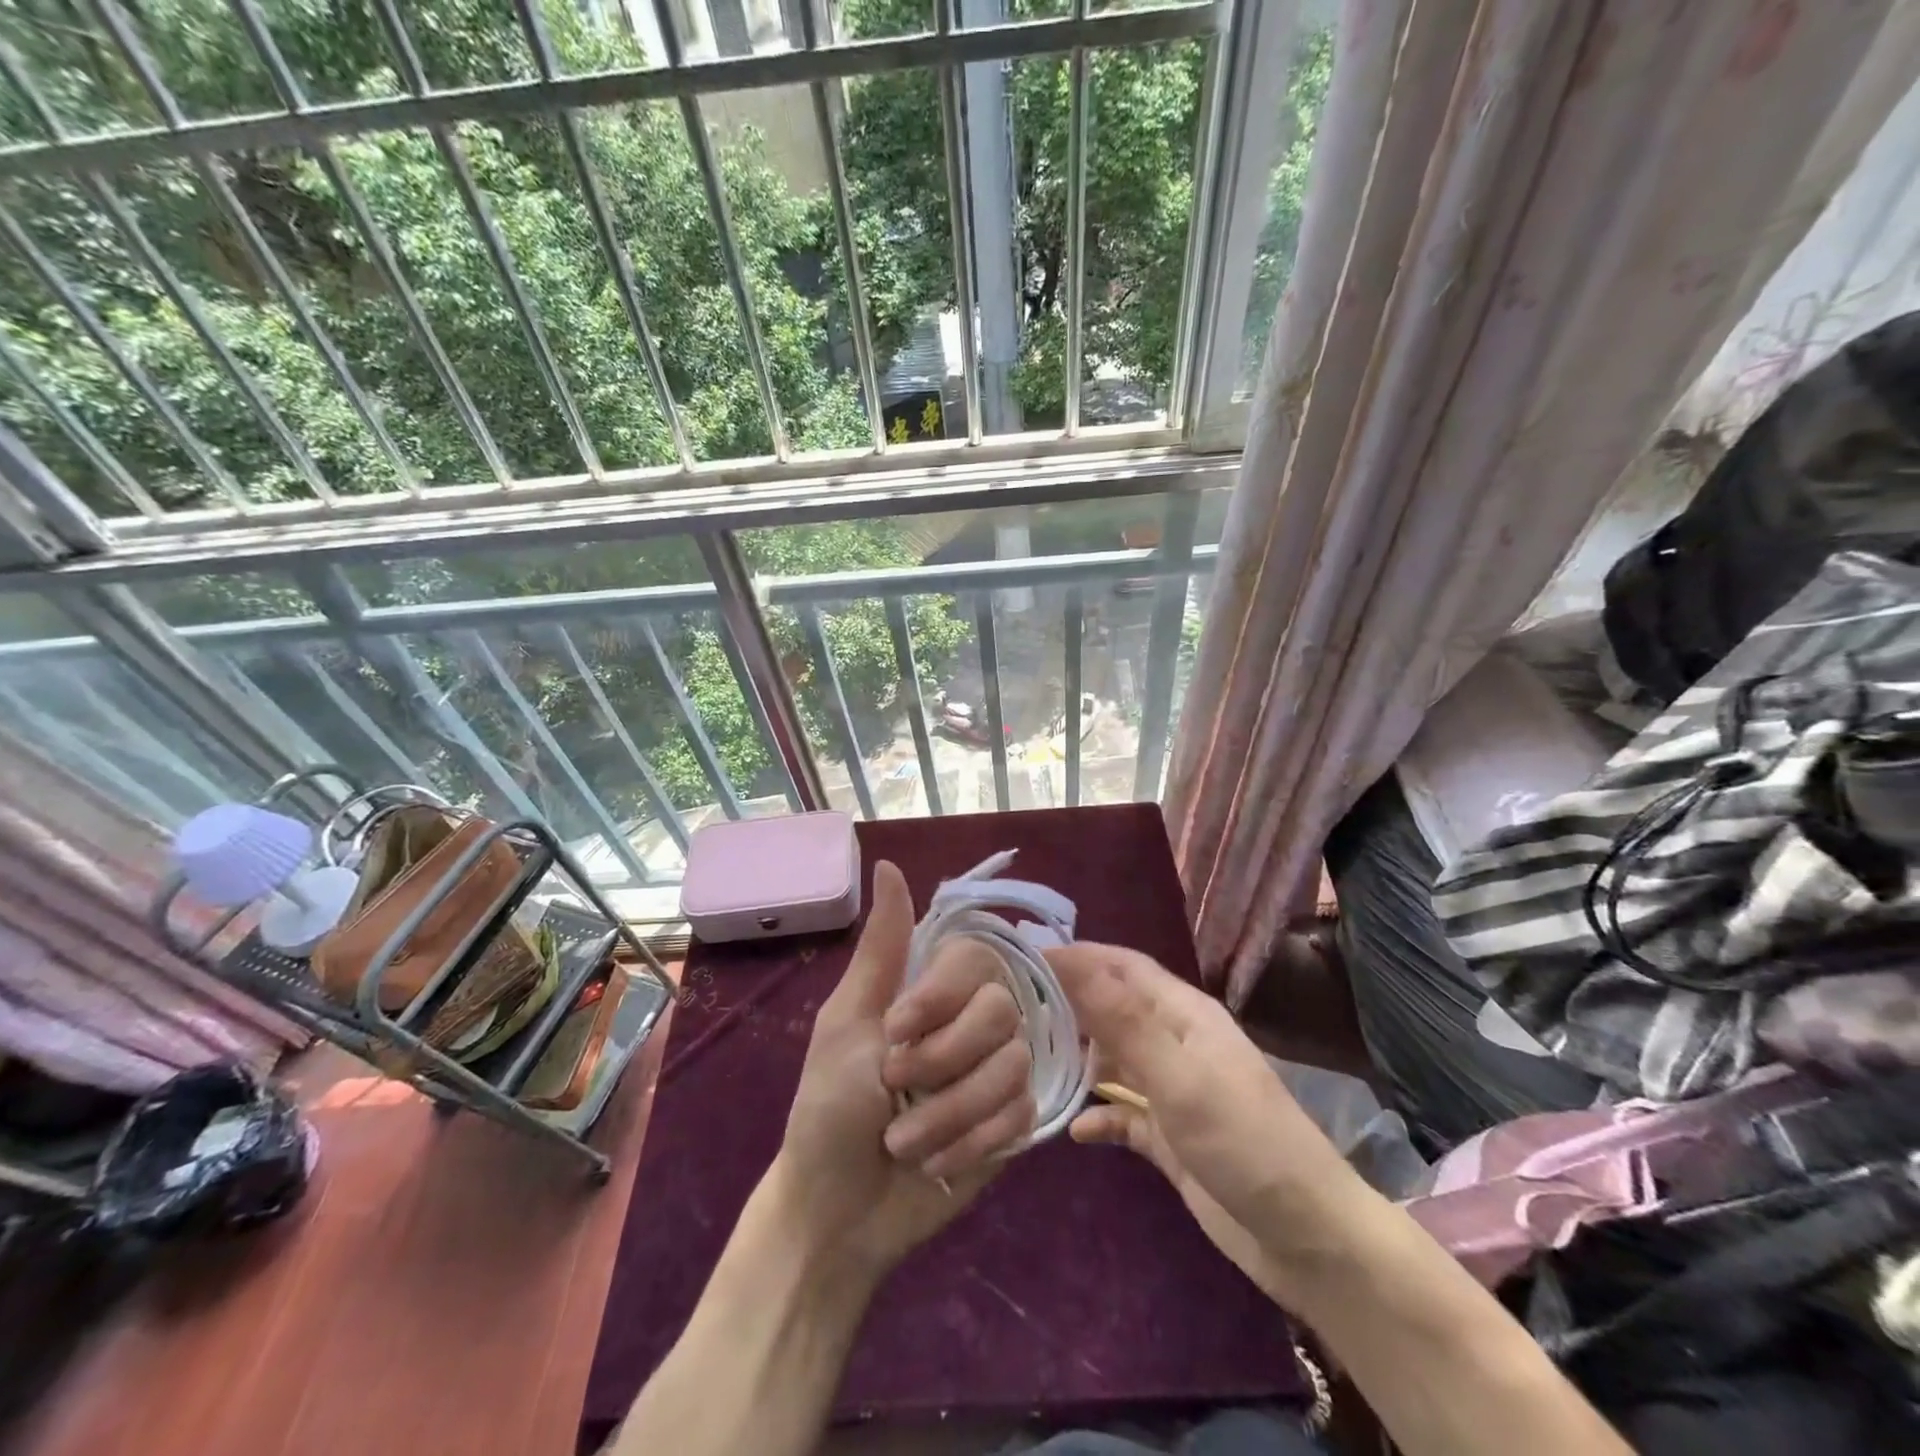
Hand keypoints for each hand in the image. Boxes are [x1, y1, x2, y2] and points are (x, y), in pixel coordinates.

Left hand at [775, 860, 1035, 1279]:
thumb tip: (887, 862)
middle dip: (941, 1061)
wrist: (838, 1210)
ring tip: (904, 1140)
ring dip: (949, 1113)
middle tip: (893, 1086)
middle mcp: (973, 1021)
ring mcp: (997, 1072)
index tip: (894, 1029)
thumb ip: (882, 946)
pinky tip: (938, 1161)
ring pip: (1013, 1067)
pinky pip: (1021, 1115)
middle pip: (1001, 1012)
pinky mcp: (1013, 1123)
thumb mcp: (847, 1020)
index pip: (976, 958)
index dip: (940, 997)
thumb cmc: (830, 1106)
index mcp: (932, 990)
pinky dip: (972, 1142)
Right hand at [1048, 942, 1364, 1296]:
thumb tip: (1075, 963)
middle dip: (1068, 1001)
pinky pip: (1124, 1114)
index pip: (1121, 966)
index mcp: (1183, 1014)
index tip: (1021, 957)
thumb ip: (1126, 1022)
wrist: (1306, 1239)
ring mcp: (1174, 1090)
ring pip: (1115, 1058)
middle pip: (1113, 1007)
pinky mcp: (1171, 1137)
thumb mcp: (1180, 1077)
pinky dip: (1099, 1115)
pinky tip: (1074, 1129)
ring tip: (1028, 1059)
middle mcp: (1176, 1042)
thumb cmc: (1243, 1141)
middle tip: (1013, 1007)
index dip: (1075, 956)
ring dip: (1079, 1056)